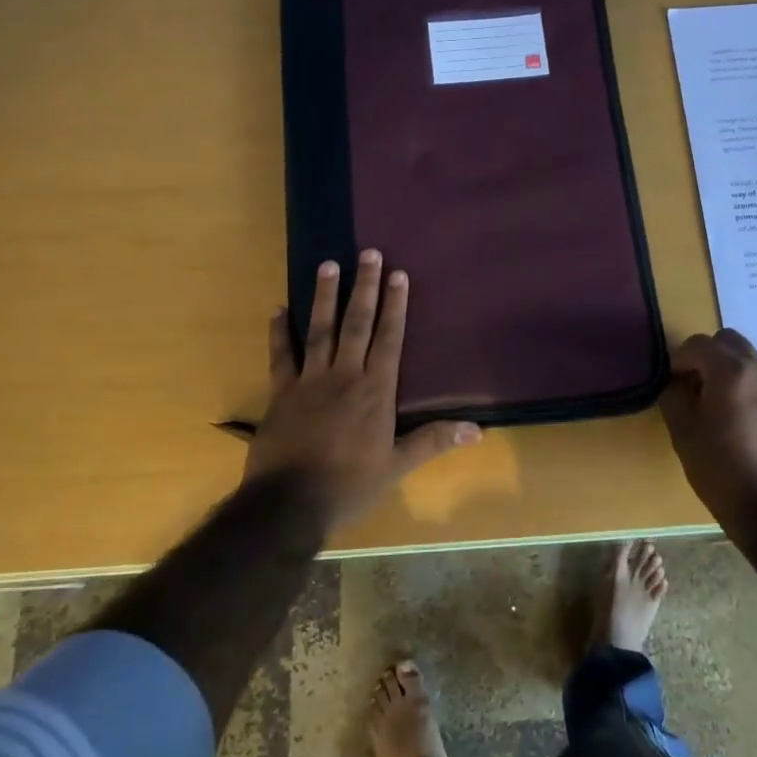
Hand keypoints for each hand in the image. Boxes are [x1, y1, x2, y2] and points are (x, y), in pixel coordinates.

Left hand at [244, 250, 479, 525]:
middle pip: (357, 323)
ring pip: (320, 329)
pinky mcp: (281, 392)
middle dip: (364, 287)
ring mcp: (310, 381)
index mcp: (375, 391)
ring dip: (325, 296)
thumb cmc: (349, 486)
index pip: (389, 339)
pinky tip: (278, 308)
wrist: (289, 503)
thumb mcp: (396, 467)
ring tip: (327, 264)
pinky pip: (281, 355)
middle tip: (368, 253)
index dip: (395, 305)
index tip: (397, 274)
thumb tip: (477, 430)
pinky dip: (280, 331)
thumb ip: (433, 442)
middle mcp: (344, 376)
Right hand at [659, 329, 756, 533]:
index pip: (698, 343)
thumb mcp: (683, 432)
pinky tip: (740, 420)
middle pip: (729, 341)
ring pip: (750, 359)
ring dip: (730, 369)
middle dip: (707, 355)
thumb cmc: (719, 468)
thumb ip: (674, 397)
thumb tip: (675, 384)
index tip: (671, 381)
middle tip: (693, 384)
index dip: (679, 359)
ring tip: (717, 402)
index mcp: (730, 372)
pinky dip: (748, 387)